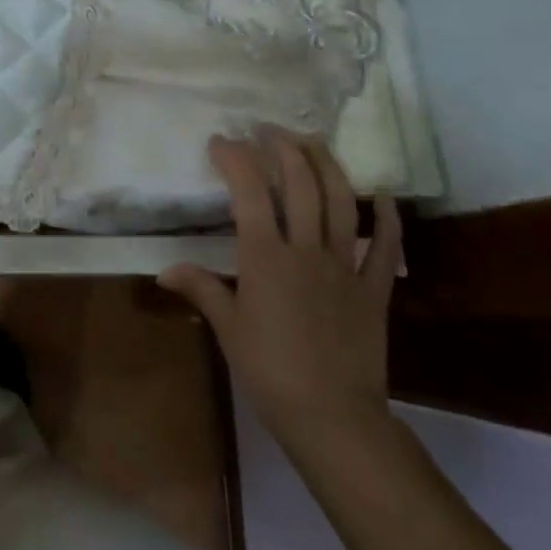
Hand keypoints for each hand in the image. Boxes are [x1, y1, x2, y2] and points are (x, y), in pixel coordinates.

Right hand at [160, 129, 401, 458]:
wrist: (334, 419)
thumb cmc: (270, 372)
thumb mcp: (228, 328)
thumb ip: (201, 289)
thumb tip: (163, 270)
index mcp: (265, 257)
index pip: (249, 191)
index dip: (235, 158)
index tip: (221, 141)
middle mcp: (306, 250)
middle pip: (299, 183)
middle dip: (282, 147)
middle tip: (266, 129)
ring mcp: (344, 266)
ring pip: (341, 201)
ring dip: (327, 163)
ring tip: (312, 140)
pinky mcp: (374, 288)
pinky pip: (385, 246)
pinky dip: (386, 216)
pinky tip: (382, 193)